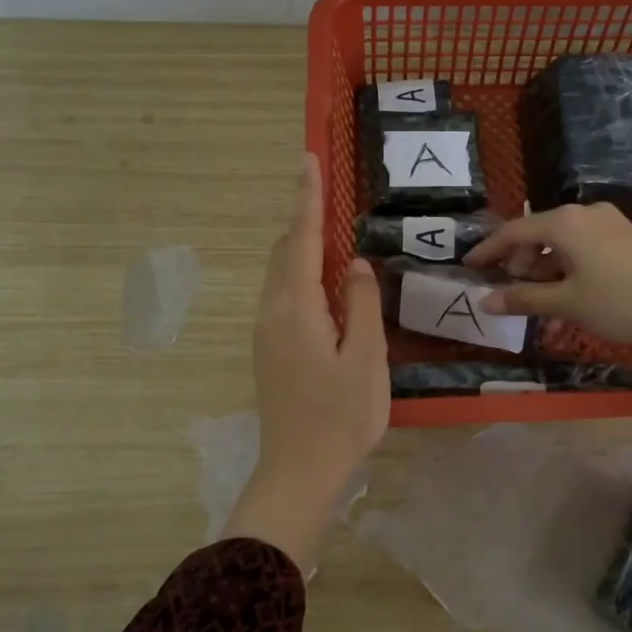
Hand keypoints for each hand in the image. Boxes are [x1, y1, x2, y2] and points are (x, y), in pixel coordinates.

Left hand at [222, 154, 388, 571]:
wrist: (298, 472)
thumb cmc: (340, 417)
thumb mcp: (366, 359)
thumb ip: (361, 305)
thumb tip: (355, 264)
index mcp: (296, 308)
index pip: (301, 239)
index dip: (306, 198)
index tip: (306, 160)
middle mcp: (272, 312)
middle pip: (284, 252)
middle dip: (302, 218)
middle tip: (323, 190)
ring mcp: (265, 333)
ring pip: (280, 274)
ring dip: (300, 247)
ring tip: (327, 230)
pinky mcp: (268, 350)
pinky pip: (282, 295)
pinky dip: (299, 274)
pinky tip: (322, 284)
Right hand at [464, 201, 631, 403]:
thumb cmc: (622, 303)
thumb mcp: (567, 304)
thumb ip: (524, 299)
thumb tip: (486, 300)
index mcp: (565, 223)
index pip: (514, 231)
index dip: (489, 250)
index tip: (469, 265)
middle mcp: (584, 213)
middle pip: (537, 233)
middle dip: (517, 260)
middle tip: (504, 286)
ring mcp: (607, 223)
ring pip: (560, 242)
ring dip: (542, 268)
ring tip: (535, 298)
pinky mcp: (624, 237)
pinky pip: (581, 247)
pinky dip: (565, 267)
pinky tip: (565, 294)